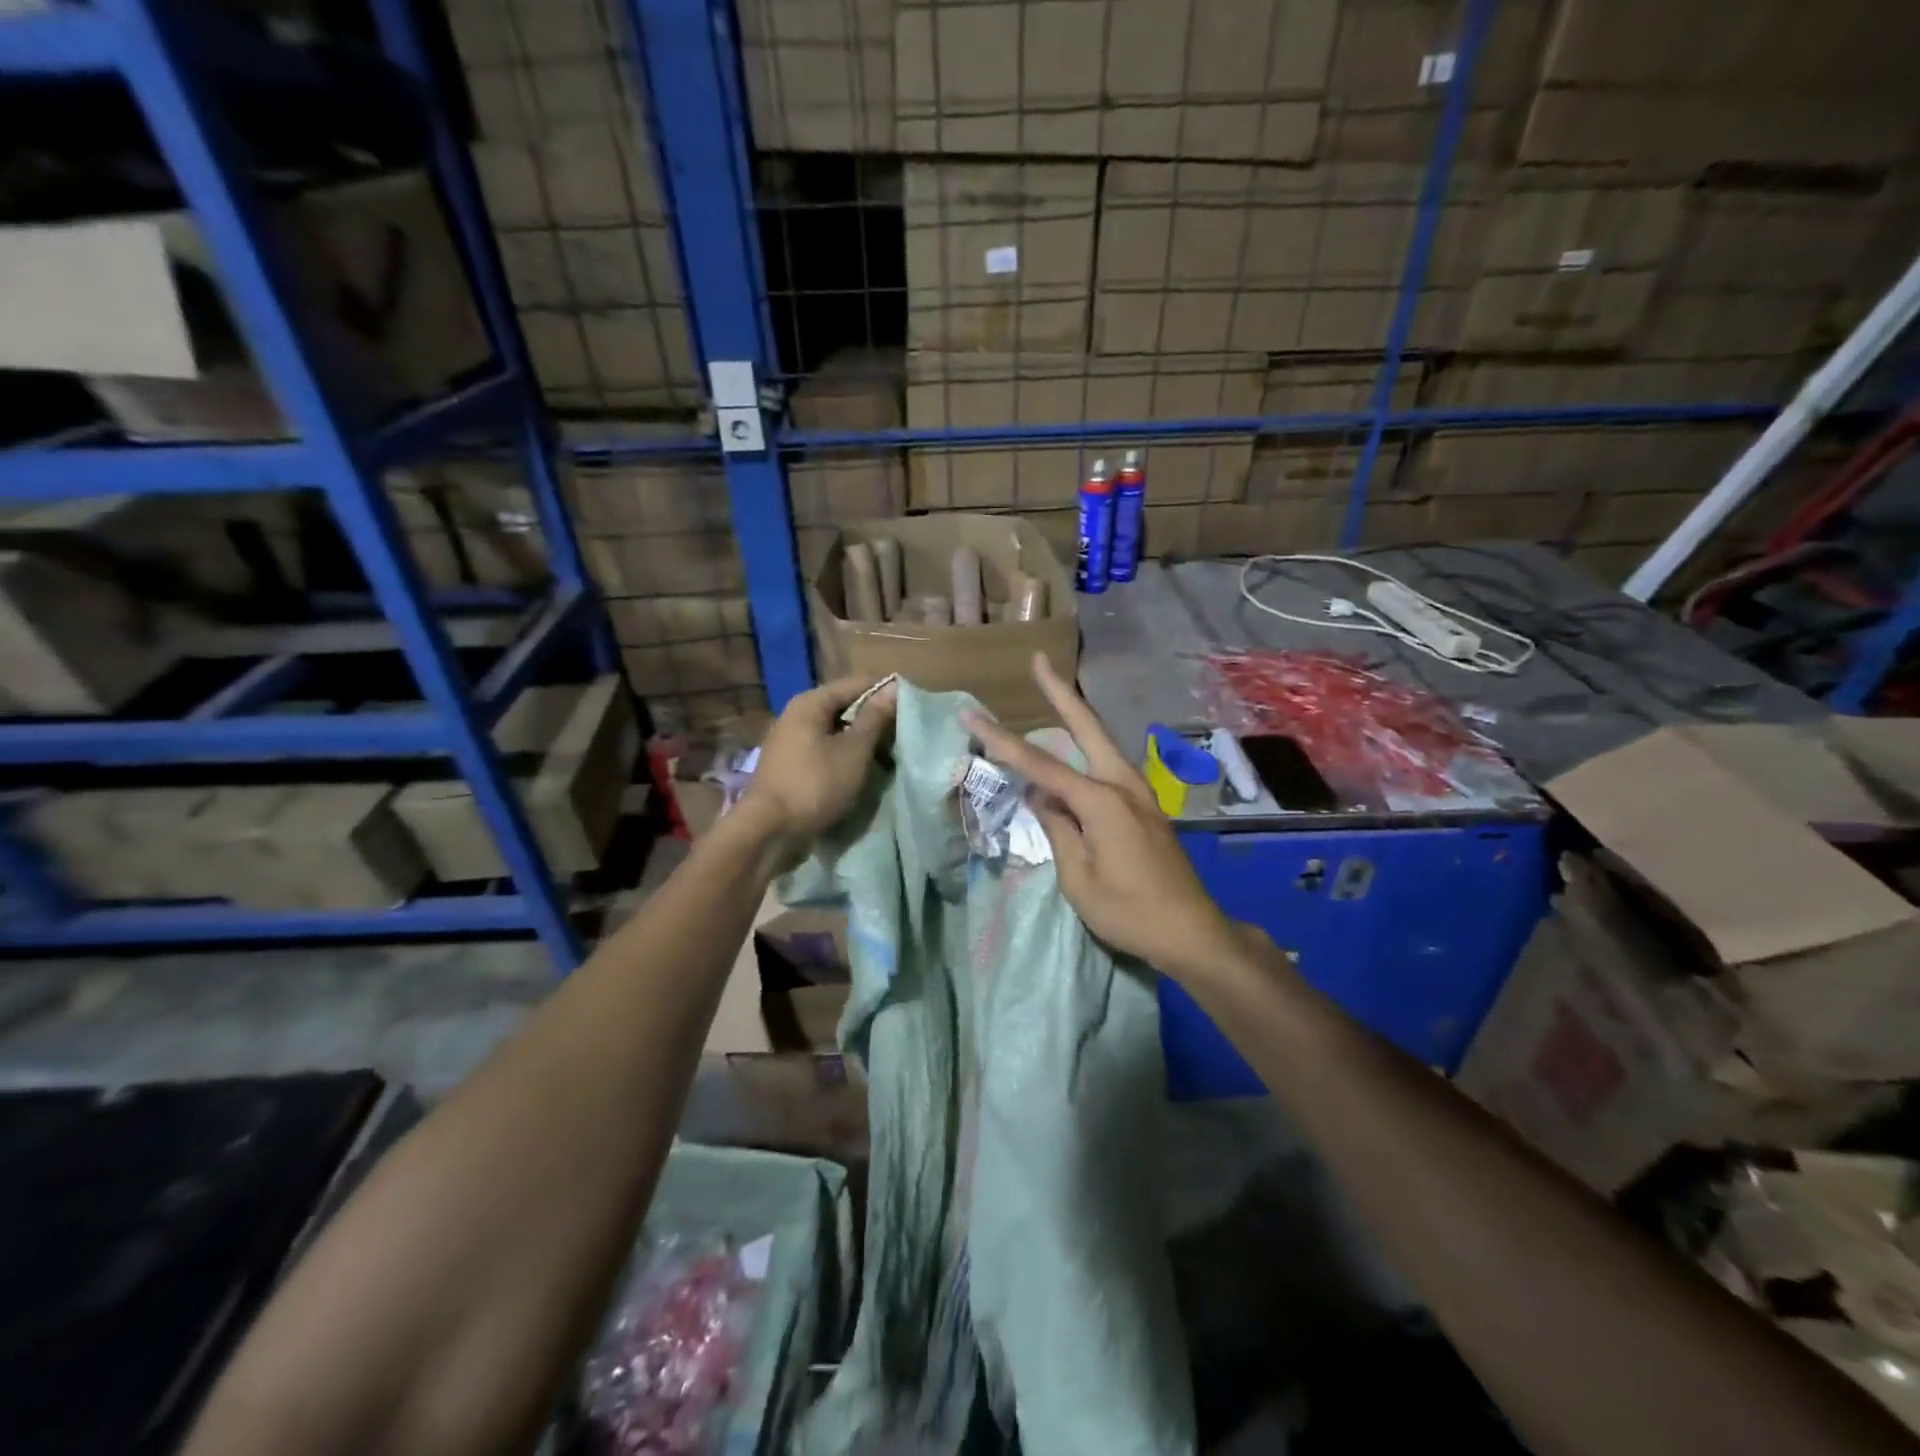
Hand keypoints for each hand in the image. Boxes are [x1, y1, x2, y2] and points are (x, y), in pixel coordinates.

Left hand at [741, 675, 896, 845]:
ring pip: (835, 729)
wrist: (769, 830)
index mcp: (811, 702)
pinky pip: (824, 748)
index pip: (857, 683)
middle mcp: (796, 713)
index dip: (885, 692)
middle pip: (844, 705)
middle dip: (873, 718)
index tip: (911, 706)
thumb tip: (894, 688)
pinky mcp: (790, 762)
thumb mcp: (854, 751)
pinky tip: (861, 767)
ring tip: (887, 752)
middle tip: (903, 733)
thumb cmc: (815, 784)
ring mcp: (790, 739)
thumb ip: (874, 718)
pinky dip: (844, 753)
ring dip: (860, 739)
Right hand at [964, 654, 1244, 981]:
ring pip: (1101, 743)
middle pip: (1087, 727)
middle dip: (1060, 692)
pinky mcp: (1144, 806)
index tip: (972, 716)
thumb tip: (1041, 797)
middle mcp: (1122, 784)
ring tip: (1052, 692)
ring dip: (1075, 716)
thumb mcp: (1079, 879)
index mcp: (1102, 802)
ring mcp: (1139, 793)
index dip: (1002, 741)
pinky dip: (1086, 749)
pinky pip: (1108, 767)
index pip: (1041, 765)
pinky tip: (1073, 752)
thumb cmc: (1129, 912)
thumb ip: (1058, 830)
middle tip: (1038, 660)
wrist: (1191, 931)